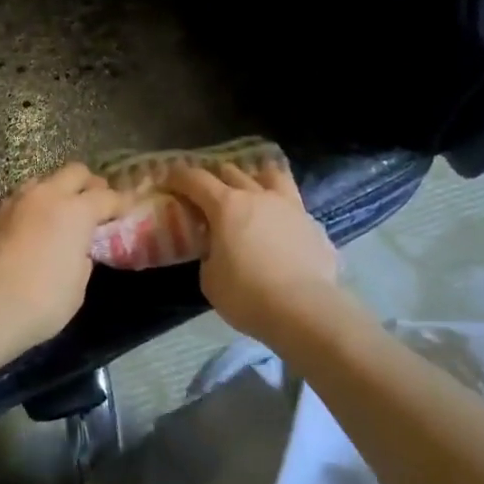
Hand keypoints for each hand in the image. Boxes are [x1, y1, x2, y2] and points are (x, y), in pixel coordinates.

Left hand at [0, 163, 123, 351]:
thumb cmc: (45, 300)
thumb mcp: (79, 282)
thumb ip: (83, 255)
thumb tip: (78, 247)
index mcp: (76, 211)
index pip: (107, 197)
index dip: (120, 203)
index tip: (126, 209)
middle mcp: (48, 195)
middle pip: (75, 172)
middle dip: (89, 184)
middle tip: (95, 202)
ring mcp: (18, 200)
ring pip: (45, 179)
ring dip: (58, 190)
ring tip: (61, 210)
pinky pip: (22, 197)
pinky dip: (34, 204)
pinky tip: (34, 223)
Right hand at [164, 160, 339, 344]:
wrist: (305, 311)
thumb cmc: (247, 295)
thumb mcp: (210, 279)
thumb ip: (210, 255)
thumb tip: (219, 250)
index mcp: (227, 206)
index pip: (196, 179)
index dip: (178, 177)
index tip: (169, 180)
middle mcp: (259, 197)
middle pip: (232, 172)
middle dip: (216, 177)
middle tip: (207, 192)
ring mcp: (291, 208)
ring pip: (272, 176)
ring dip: (256, 178)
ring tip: (252, 191)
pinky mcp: (315, 226)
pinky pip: (295, 209)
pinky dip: (283, 213)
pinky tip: (283, 230)